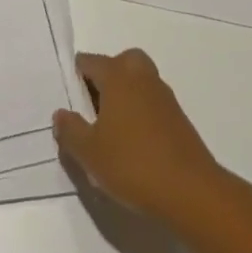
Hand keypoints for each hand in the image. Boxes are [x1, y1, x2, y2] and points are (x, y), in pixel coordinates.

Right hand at [54, 45, 251, 252]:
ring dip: (122, 97)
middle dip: (103, 81)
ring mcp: (163, 94)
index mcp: (118, 74)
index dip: (74, 78)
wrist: (190, 190)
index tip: (67, 101)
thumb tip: (60, 114)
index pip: (89, 62)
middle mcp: (141, 75)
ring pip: (136, 82)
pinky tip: (131, 143)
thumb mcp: (89, 152)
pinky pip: (149, 102)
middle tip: (90, 111)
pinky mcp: (177, 116)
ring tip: (108, 132)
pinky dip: (138, 112)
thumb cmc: (132, 164)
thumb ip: (70, 130)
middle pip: (118, 64)